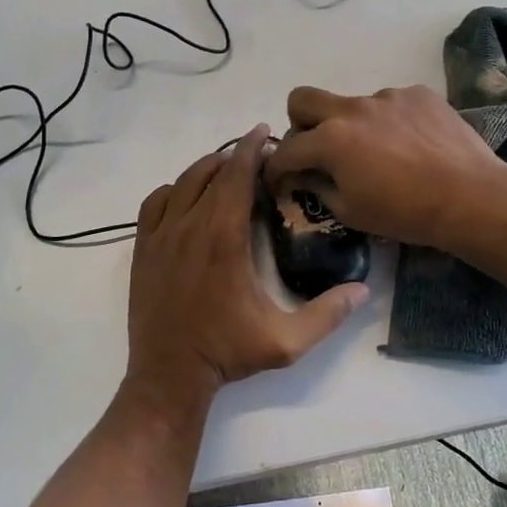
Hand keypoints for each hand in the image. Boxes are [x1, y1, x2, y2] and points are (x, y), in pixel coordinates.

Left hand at [128, 125, 366, 401]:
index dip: (252, 148)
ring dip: (206, 169)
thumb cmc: (227, 353)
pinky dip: (174, 190)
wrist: (169, 374)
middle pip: (211, 171)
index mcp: (224, 237)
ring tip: (227, 169)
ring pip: (183, 182)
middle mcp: (190, 225)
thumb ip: (327, 314)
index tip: (265, 132)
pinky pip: (155, 202)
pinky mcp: (143, 248)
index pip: (238, 175)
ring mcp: (161, 235)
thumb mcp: (286, 341)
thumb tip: (363, 290)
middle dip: (235, 155)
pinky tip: (187, 197)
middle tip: (257, 154)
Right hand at [265, 86, 506, 249]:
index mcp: (330, 139)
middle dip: (298, 123)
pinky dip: (389, 122)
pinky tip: (411, 145)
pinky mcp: (418, 93)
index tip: (279, 180)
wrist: (471, 197)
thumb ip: (317, 186)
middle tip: (316, 149)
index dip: (275, 168)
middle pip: (302, 99)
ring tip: (381, 154)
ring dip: (352, 126)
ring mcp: (387, 96)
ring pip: (352, 105)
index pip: (287, 149)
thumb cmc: (405, 213)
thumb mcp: (350, 211)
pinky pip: (390, 104)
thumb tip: (302, 175)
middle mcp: (352, 108)